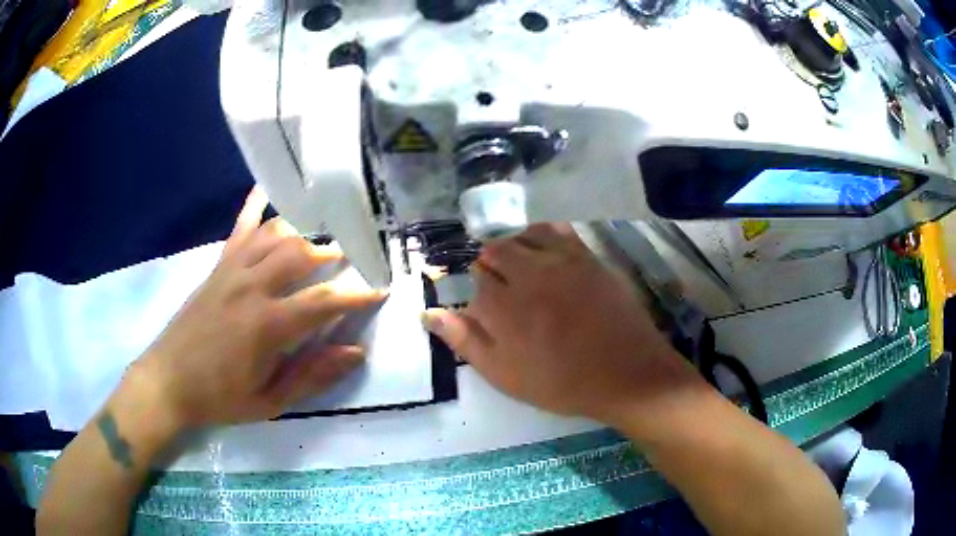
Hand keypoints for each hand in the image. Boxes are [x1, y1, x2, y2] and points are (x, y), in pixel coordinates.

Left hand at [133, 187, 385, 428]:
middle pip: (301, 253)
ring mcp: (232, 270)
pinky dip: (254, 206)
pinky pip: (239, 227)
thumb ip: (312, 375)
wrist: (168, 381)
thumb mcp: (270, 401)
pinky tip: (267, 189)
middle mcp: (252, 286)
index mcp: (267, 325)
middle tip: (349, 262)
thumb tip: (355, 352)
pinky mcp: (217, 266)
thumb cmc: (220, 397)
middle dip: (332, 255)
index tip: (380, 290)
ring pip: (275, 234)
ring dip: (303, 234)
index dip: (357, 294)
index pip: (324, 301)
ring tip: (317, 243)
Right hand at [423, 224, 703, 424]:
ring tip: (522, 269)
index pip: (473, 279)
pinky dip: (541, 233)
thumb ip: (465, 341)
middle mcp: (526, 274)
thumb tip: (428, 313)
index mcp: (501, 306)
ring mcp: (558, 261)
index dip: (475, 290)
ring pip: (520, 235)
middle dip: (491, 265)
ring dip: (513, 246)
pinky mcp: (585, 255)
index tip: (488, 307)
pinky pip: (555, 229)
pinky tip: (544, 250)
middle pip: (494, 250)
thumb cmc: (561, 382)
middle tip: (505, 290)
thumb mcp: (505, 374)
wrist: (626, 373)